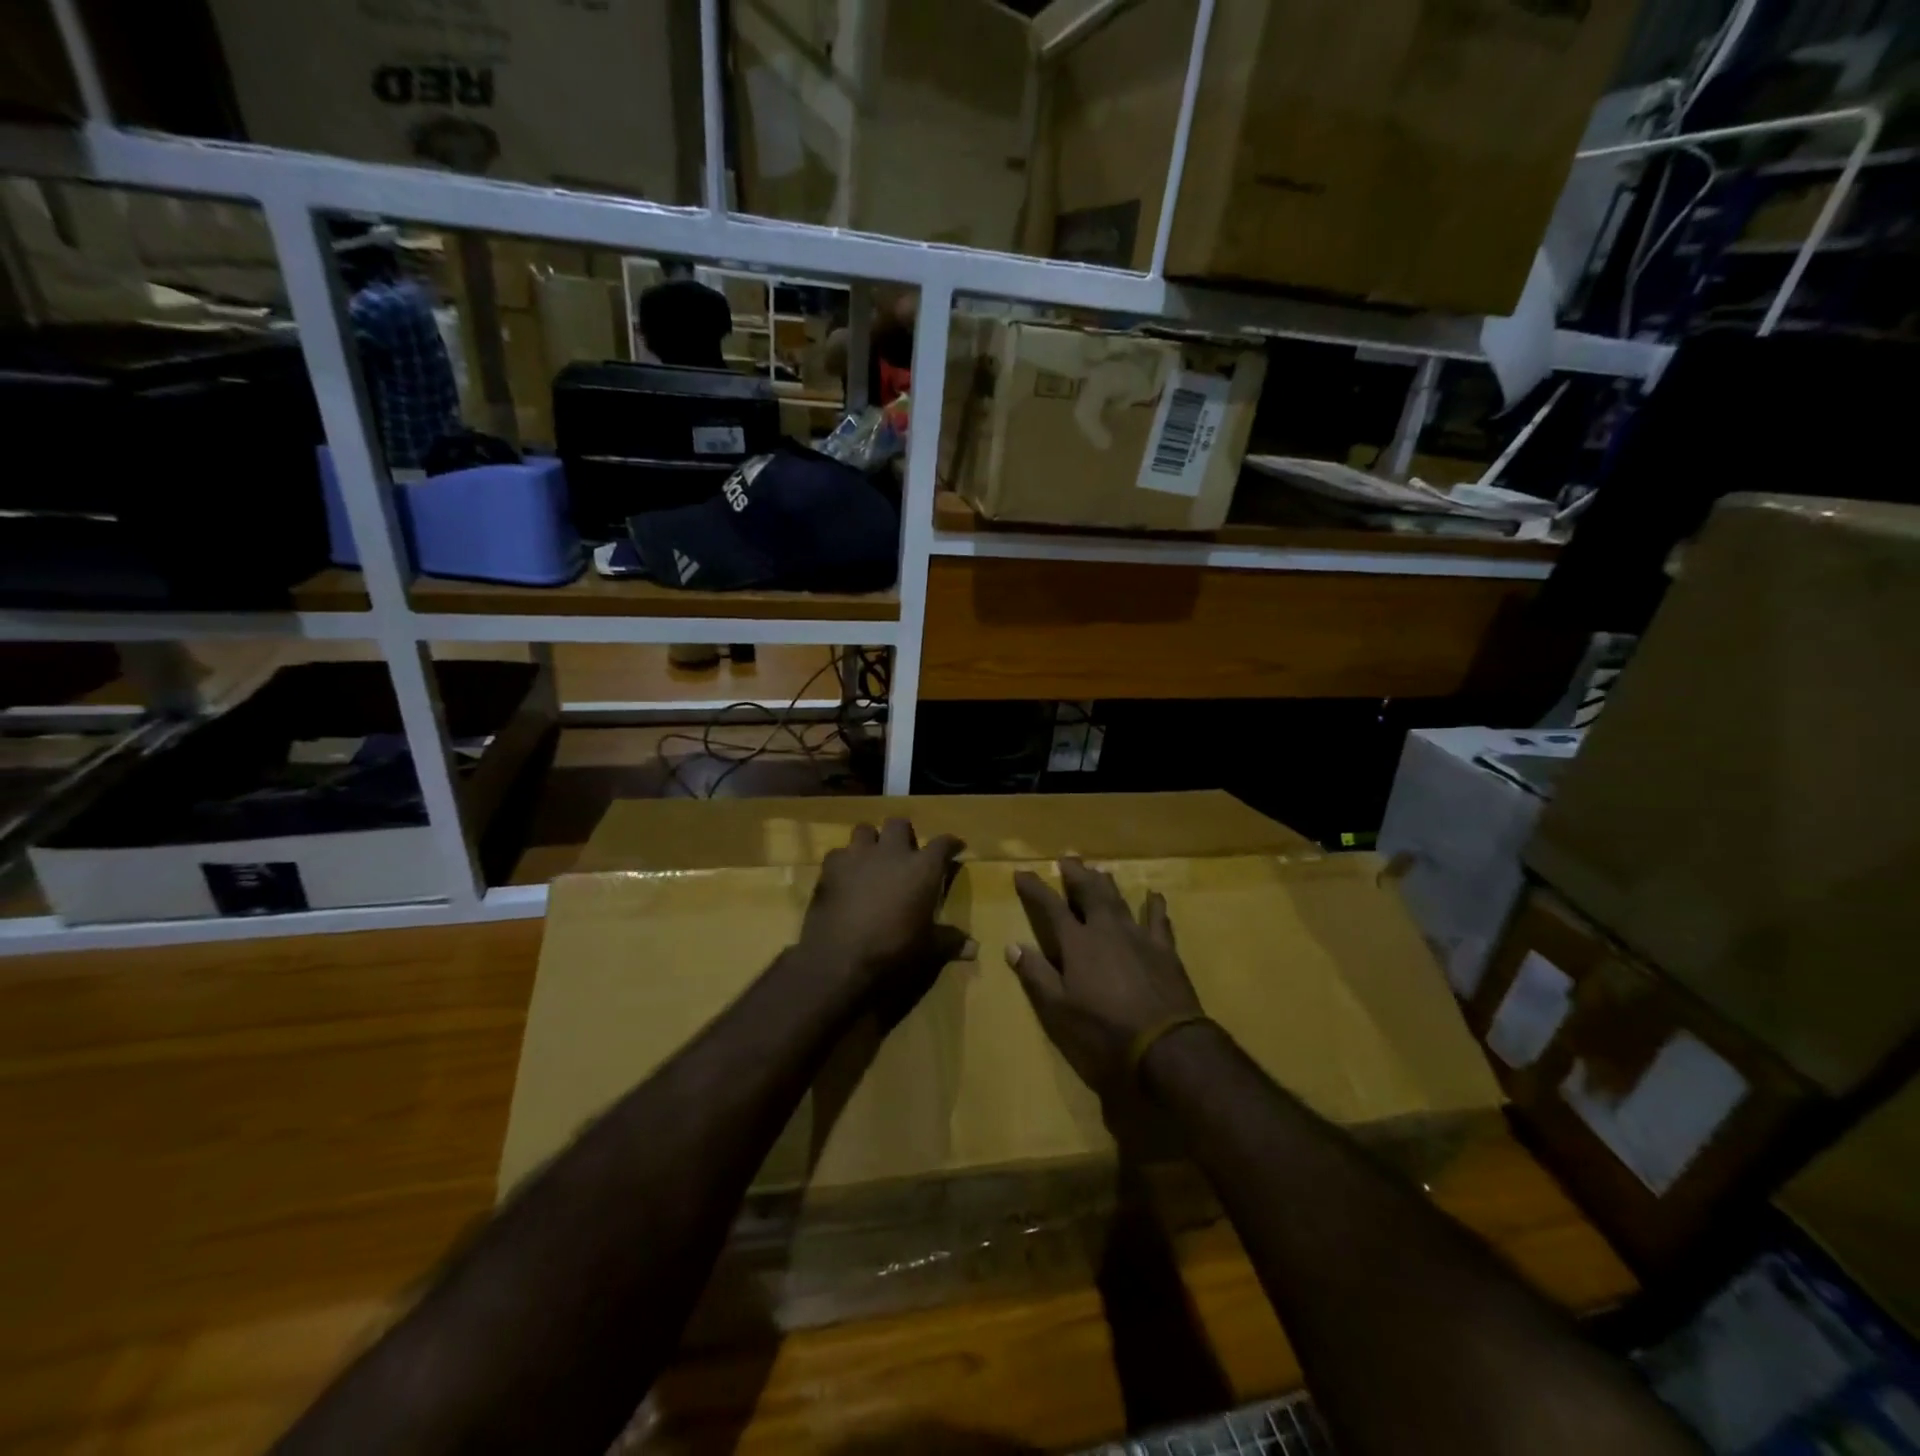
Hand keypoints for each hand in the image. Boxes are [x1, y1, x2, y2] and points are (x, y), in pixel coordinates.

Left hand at [797, 818, 969, 1010]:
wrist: (840, 957)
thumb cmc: (893, 950)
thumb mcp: (928, 949)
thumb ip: (950, 942)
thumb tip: (975, 948)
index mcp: (922, 868)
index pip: (943, 843)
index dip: (951, 843)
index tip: (955, 846)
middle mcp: (892, 852)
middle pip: (899, 824)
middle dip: (904, 833)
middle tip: (905, 850)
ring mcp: (858, 855)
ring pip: (865, 829)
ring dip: (871, 841)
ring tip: (872, 857)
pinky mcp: (830, 867)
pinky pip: (838, 853)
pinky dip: (844, 862)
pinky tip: (845, 877)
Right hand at [1008, 858, 1202, 1096]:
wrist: (1166, 1045)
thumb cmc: (1104, 1030)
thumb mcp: (1059, 1010)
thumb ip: (1036, 975)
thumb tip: (1013, 945)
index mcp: (1077, 943)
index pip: (1050, 907)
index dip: (1035, 888)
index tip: (1022, 872)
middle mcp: (1106, 929)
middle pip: (1089, 892)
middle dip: (1076, 874)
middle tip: (1067, 859)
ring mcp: (1138, 936)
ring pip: (1119, 900)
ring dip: (1107, 884)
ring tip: (1099, 870)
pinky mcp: (1164, 950)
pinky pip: (1158, 920)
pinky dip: (1155, 907)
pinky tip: (1154, 895)